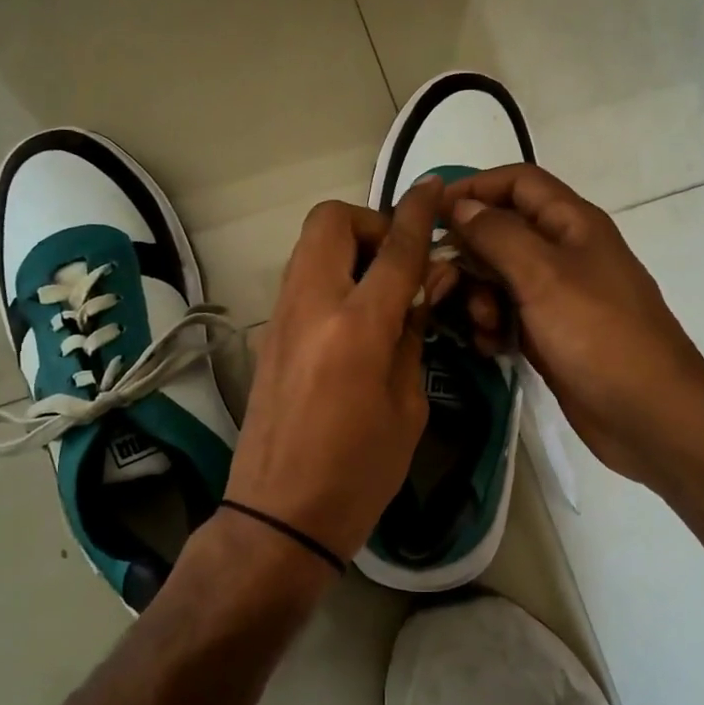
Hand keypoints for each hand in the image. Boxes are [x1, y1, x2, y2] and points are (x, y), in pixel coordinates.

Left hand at [224, 178, 443, 559]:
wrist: (280, 516)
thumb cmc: (359, 473)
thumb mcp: (407, 406)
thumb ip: (413, 335)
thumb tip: (426, 287)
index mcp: (356, 327)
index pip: (396, 249)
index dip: (419, 213)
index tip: (433, 188)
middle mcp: (312, 307)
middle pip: (330, 222)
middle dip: (370, 223)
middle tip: (400, 262)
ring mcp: (282, 319)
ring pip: (310, 247)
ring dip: (349, 249)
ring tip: (383, 291)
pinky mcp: (269, 336)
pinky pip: (302, 280)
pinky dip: (333, 277)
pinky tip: (357, 319)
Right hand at [438, 165, 703, 488]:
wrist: (647, 413)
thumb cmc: (598, 335)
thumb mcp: (543, 275)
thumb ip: (498, 235)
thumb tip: (462, 205)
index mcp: (572, 224)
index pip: (518, 183)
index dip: (474, 187)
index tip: (431, 213)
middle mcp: (565, 252)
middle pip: (502, 232)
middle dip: (470, 254)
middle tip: (443, 282)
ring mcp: (558, 296)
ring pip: (500, 278)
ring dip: (479, 296)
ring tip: (482, 325)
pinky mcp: (551, 334)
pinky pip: (509, 316)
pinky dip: (494, 326)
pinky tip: (491, 348)